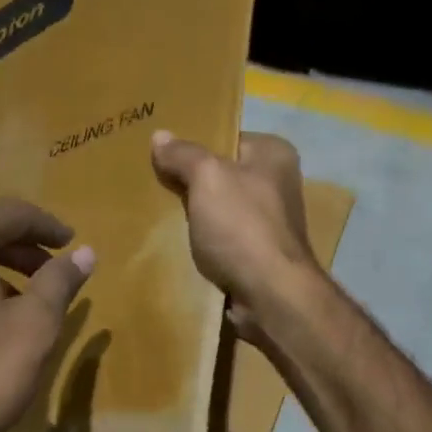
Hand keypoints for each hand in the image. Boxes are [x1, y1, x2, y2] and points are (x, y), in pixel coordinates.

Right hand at [150, 130, 319, 343]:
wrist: (269, 295)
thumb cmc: (242, 226)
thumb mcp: (207, 178)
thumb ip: (183, 155)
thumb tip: (160, 136)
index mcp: (274, 155)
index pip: (227, 139)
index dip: (194, 146)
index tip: (162, 154)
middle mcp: (278, 185)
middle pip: (222, 176)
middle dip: (191, 183)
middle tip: (153, 184)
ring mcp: (270, 224)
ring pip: (219, 212)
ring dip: (194, 217)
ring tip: (158, 215)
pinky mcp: (258, 256)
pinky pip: (222, 242)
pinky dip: (203, 245)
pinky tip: (177, 246)